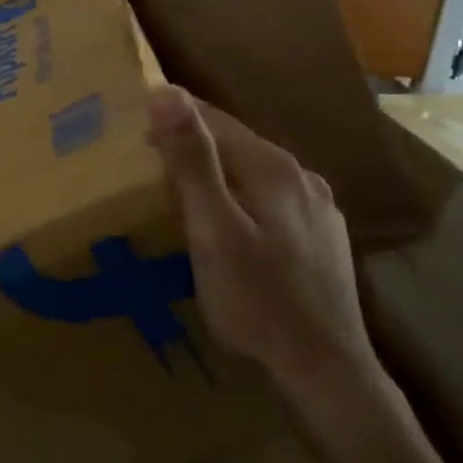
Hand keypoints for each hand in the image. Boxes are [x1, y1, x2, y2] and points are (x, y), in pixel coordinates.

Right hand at [147, 87, 391, 428]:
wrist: (327, 370)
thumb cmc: (258, 301)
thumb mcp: (213, 230)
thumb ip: (192, 161)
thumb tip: (167, 92)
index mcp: (273, 167)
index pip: (215, 119)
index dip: (173, 115)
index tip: (134, 122)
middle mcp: (301, 176)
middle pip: (238, 144)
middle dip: (194, 144)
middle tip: (149, 158)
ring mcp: (318, 208)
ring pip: (256, 172)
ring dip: (219, 171)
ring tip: (183, 189)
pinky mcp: (324, 237)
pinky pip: (273, 199)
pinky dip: (243, 197)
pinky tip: (232, 223)